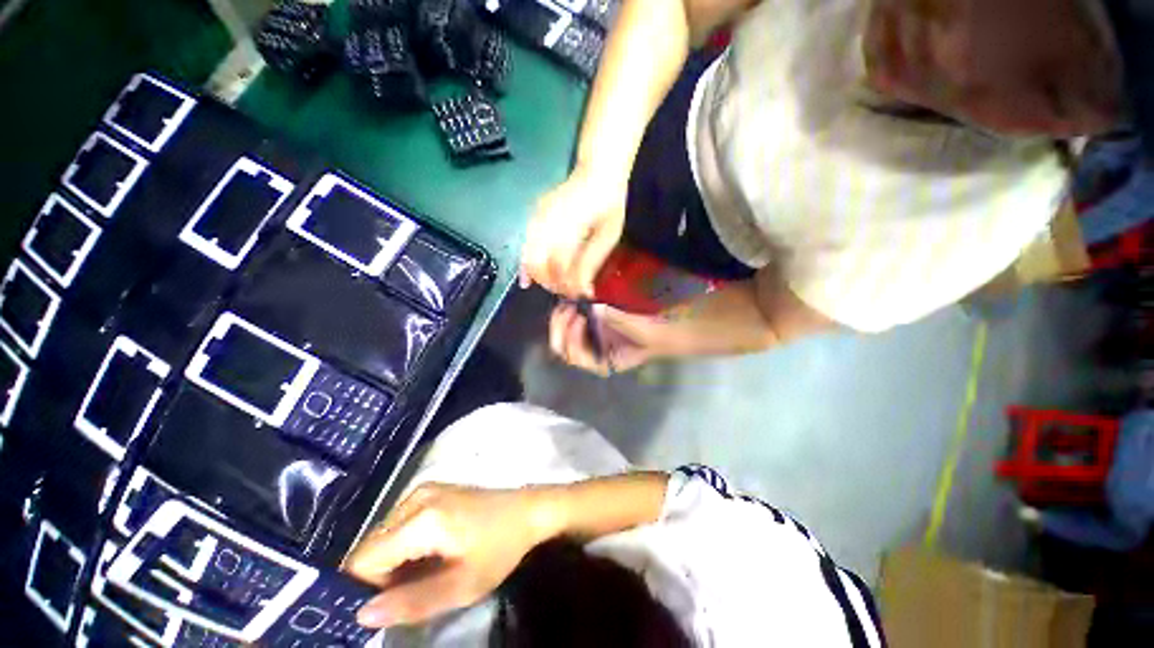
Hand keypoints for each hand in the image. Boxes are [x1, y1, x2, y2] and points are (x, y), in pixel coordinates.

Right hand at [344, 484, 550, 628]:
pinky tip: (428, 556)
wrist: (526, 510)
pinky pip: (399, 524)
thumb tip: (361, 615)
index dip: (367, 589)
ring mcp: (424, 489)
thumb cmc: (499, 548)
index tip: (388, 607)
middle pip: (371, 546)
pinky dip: (404, 546)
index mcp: (421, 518)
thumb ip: (412, 602)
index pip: (363, 560)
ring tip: (423, 575)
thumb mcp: (462, 586)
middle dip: (381, 576)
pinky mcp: (432, 489)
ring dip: (393, 562)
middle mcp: (415, 497)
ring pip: (384, 536)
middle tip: (410, 593)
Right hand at [521, 166, 627, 297]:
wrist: (596, 172)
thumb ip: (592, 262)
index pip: (561, 264)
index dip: (568, 284)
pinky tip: (528, 280)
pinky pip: (525, 247)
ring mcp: (537, 216)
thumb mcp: (608, 235)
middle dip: (552, 283)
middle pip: (540, 263)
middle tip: (565, 293)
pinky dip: (526, 266)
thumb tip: (583, 290)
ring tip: (553, 286)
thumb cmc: (608, 204)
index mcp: (571, 223)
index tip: (578, 296)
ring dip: (540, 277)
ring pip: (529, 257)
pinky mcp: (533, 216)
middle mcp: (548, 220)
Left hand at [549, 302, 660, 374]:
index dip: (573, 339)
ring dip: (561, 320)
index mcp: (604, 362)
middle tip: (568, 308)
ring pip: (564, 336)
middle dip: (560, 328)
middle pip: (564, 348)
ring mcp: (593, 339)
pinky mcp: (595, 326)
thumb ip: (617, 321)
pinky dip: (569, 313)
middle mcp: (594, 353)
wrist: (669, 330)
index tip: (581, 318)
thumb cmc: (658, 337)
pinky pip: (573, 323)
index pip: (578, 357)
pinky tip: (572, 301)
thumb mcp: (641, 331)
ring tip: (568, 302)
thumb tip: (594, 308)